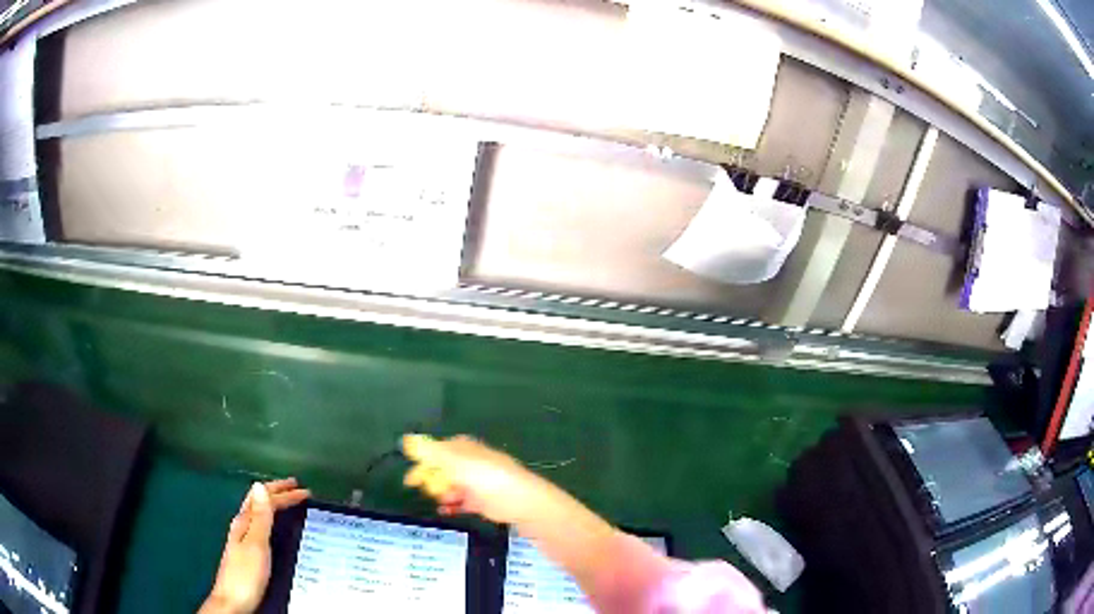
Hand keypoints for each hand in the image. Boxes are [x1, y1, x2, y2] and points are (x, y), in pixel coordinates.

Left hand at [200, 479, 309, 613]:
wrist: (233, 601)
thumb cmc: (246, 575)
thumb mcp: (255, 544)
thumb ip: (259, 517)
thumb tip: (259, 486)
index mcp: (244, 522)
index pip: (264, 499)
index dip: (283, 493)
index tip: (303, 490)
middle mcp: (242, 527)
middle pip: (258, 503)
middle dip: (277, 493)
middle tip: (295, 488)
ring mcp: (242, 540)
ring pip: (258, 514)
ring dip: (273, 504)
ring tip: (286, 501)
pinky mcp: (247, 552)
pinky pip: (260, 526)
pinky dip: (270, 519)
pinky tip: (273, 526)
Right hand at [402, 435, 550, 524]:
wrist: (523, 503)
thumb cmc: (488, 478)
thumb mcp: (456, 462)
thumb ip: (430, 452)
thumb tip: (406, 439)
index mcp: (465, 449)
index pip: (437, 450)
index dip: (422, 461)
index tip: (410, 476)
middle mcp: (470, 463)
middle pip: (443, 469)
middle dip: (430, 478)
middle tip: (417, 489)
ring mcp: (477, 483)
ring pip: (451, 486)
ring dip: (441, 492)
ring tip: (436, 500)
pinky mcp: (482, 502)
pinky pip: (461, 502)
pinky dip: (452, 505)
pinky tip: (444, 511)